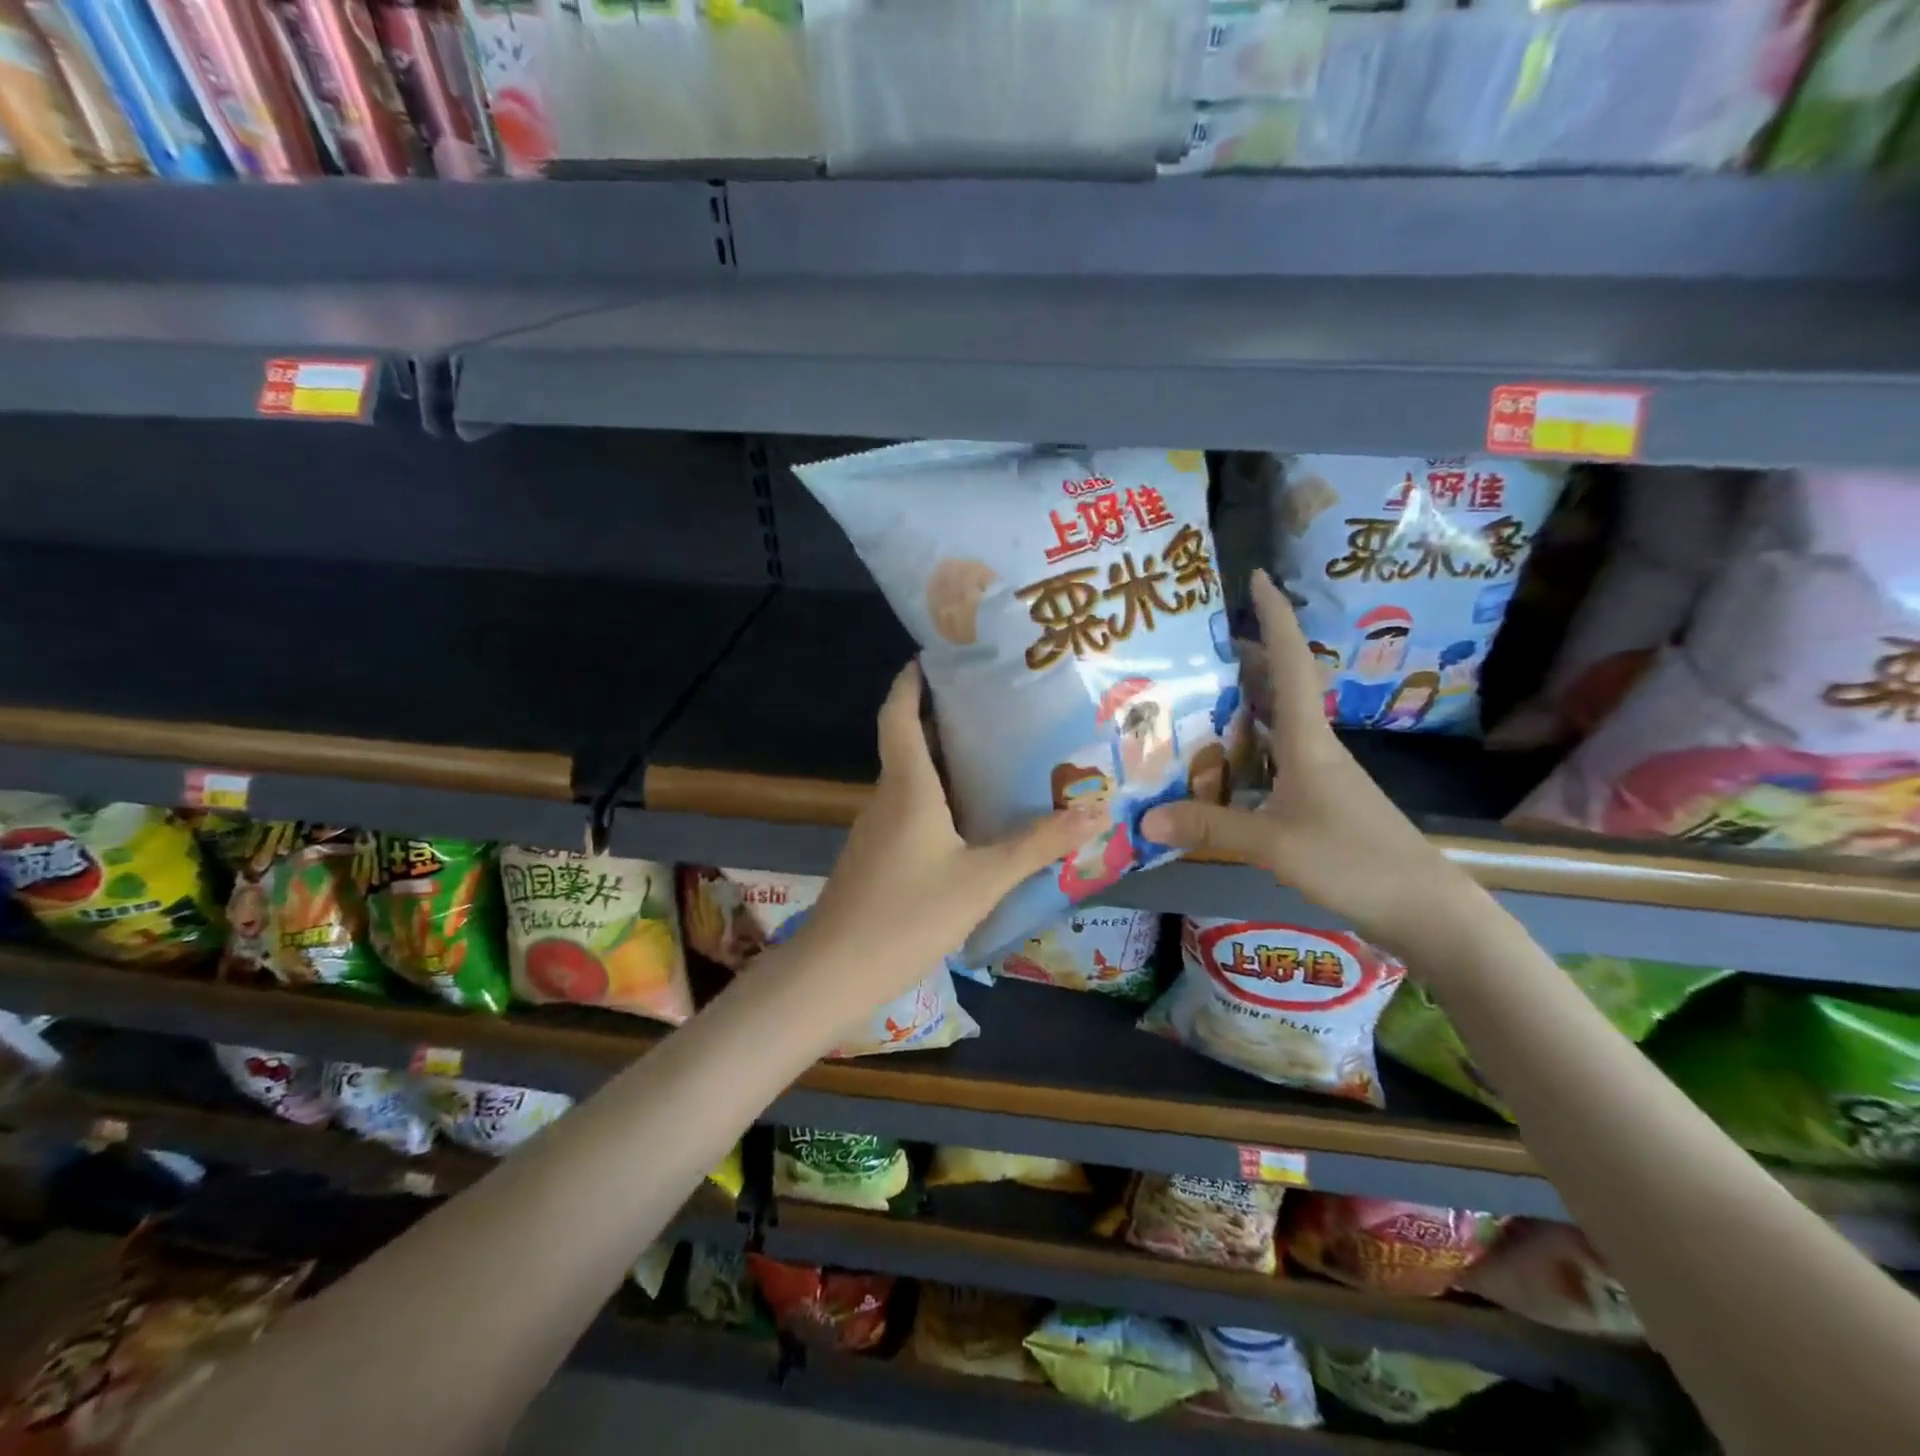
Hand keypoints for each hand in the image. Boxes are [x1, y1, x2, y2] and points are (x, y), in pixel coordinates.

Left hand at [788, 660, 1102, 1005]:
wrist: (836, 972)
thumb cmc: (908, 914)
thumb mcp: (983, 879)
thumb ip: (1037, 845)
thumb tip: (1095, 812)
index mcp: (907, 786)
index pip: (899, 714)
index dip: (911, 681)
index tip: (936, 656)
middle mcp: (887, 798)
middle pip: (909, 743)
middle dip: (944, 720)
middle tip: (997, 708)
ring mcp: (877, 830)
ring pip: (911, 782)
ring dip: (944, 765)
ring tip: (996, 759)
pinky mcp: (876, 859)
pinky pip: (910, 814)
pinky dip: (939, 803)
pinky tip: (970, 824)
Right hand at [1143, 569, 1469, 954]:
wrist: (1423, 909)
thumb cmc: (1355, 861)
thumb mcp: (1275, 844)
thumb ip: (1211, 828)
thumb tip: (1146, 818)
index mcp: (1308, 740)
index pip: (1292, 662)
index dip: (1275, 617)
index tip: (1257, 577)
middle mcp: (1313, 747)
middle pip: (1280, 686)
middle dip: (1244, 656)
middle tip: (1195, 644)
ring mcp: (1317, 776)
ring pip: (1273, 724)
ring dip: (1241, 703)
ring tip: (1192, 695)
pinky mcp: (1315, 804)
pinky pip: (1270, 761)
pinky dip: (1242, 750)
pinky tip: (1215, 765)